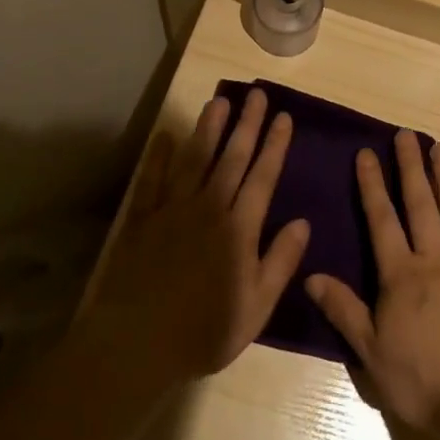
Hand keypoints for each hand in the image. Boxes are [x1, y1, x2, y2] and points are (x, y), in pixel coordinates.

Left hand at [76, 88, 309, 391]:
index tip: (284, 117)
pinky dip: (158, 156)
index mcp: (239, 229)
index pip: (262, 177)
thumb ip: (280, 262)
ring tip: (220, 101)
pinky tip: (165, 135)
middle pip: (232, 158)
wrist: (136, 344)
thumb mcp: (256, 308)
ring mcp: (172, 209)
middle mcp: (208, 208)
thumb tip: (303, 223)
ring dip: (209, 128)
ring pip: (195, 159)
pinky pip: (151, 180)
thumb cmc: (203, 332)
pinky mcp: (142, 218)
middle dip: (247, 124)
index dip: (275, 145)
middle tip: (258, 94)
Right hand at [306, 132, 439, 438]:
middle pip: (421, 205)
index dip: (372, 186)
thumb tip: (310, 276)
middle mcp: (436, 259)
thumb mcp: (371, 353)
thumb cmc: (424, 381)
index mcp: (401, 275)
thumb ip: (344, 310)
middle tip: (406, 134)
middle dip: (411, 168)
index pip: (382, 221)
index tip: (367, 153)